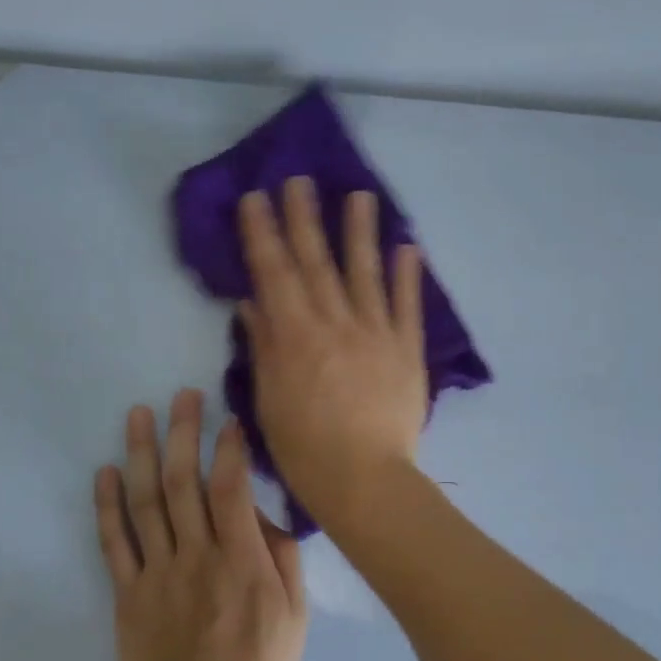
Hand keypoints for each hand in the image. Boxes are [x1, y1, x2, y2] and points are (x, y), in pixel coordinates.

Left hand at [95, 389, 306, 660]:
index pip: (231, 488)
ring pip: (146, 502)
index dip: (229, 448)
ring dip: (143, 453)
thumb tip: (265, 515)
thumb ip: (283, 559)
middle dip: (184, 433)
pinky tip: (107, 471)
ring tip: (139, 415)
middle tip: (182, 395)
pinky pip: (114, 543)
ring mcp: (157, 573)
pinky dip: (108, 505)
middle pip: (184, 483)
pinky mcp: (128, 594)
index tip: (228, 420)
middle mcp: (196, 556)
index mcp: (241, 560)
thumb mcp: (295, 616)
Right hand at [237, 177, 428, 525]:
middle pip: (317, 262)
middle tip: (299, 180)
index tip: (256, 198)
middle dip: (304, 218)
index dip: (262, 233)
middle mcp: (335, 323)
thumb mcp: (269, 401)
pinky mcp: (407, 350)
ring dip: (360, 232)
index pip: (274, 273)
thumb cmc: (305, 450)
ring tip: (360, 195)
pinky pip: (407, 306)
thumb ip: (263, 348)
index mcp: (295, 336)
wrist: (366, 480)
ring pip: (365, 272)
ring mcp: (376, 333)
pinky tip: (407, 246)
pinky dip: (408, 275)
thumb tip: (252, 303)